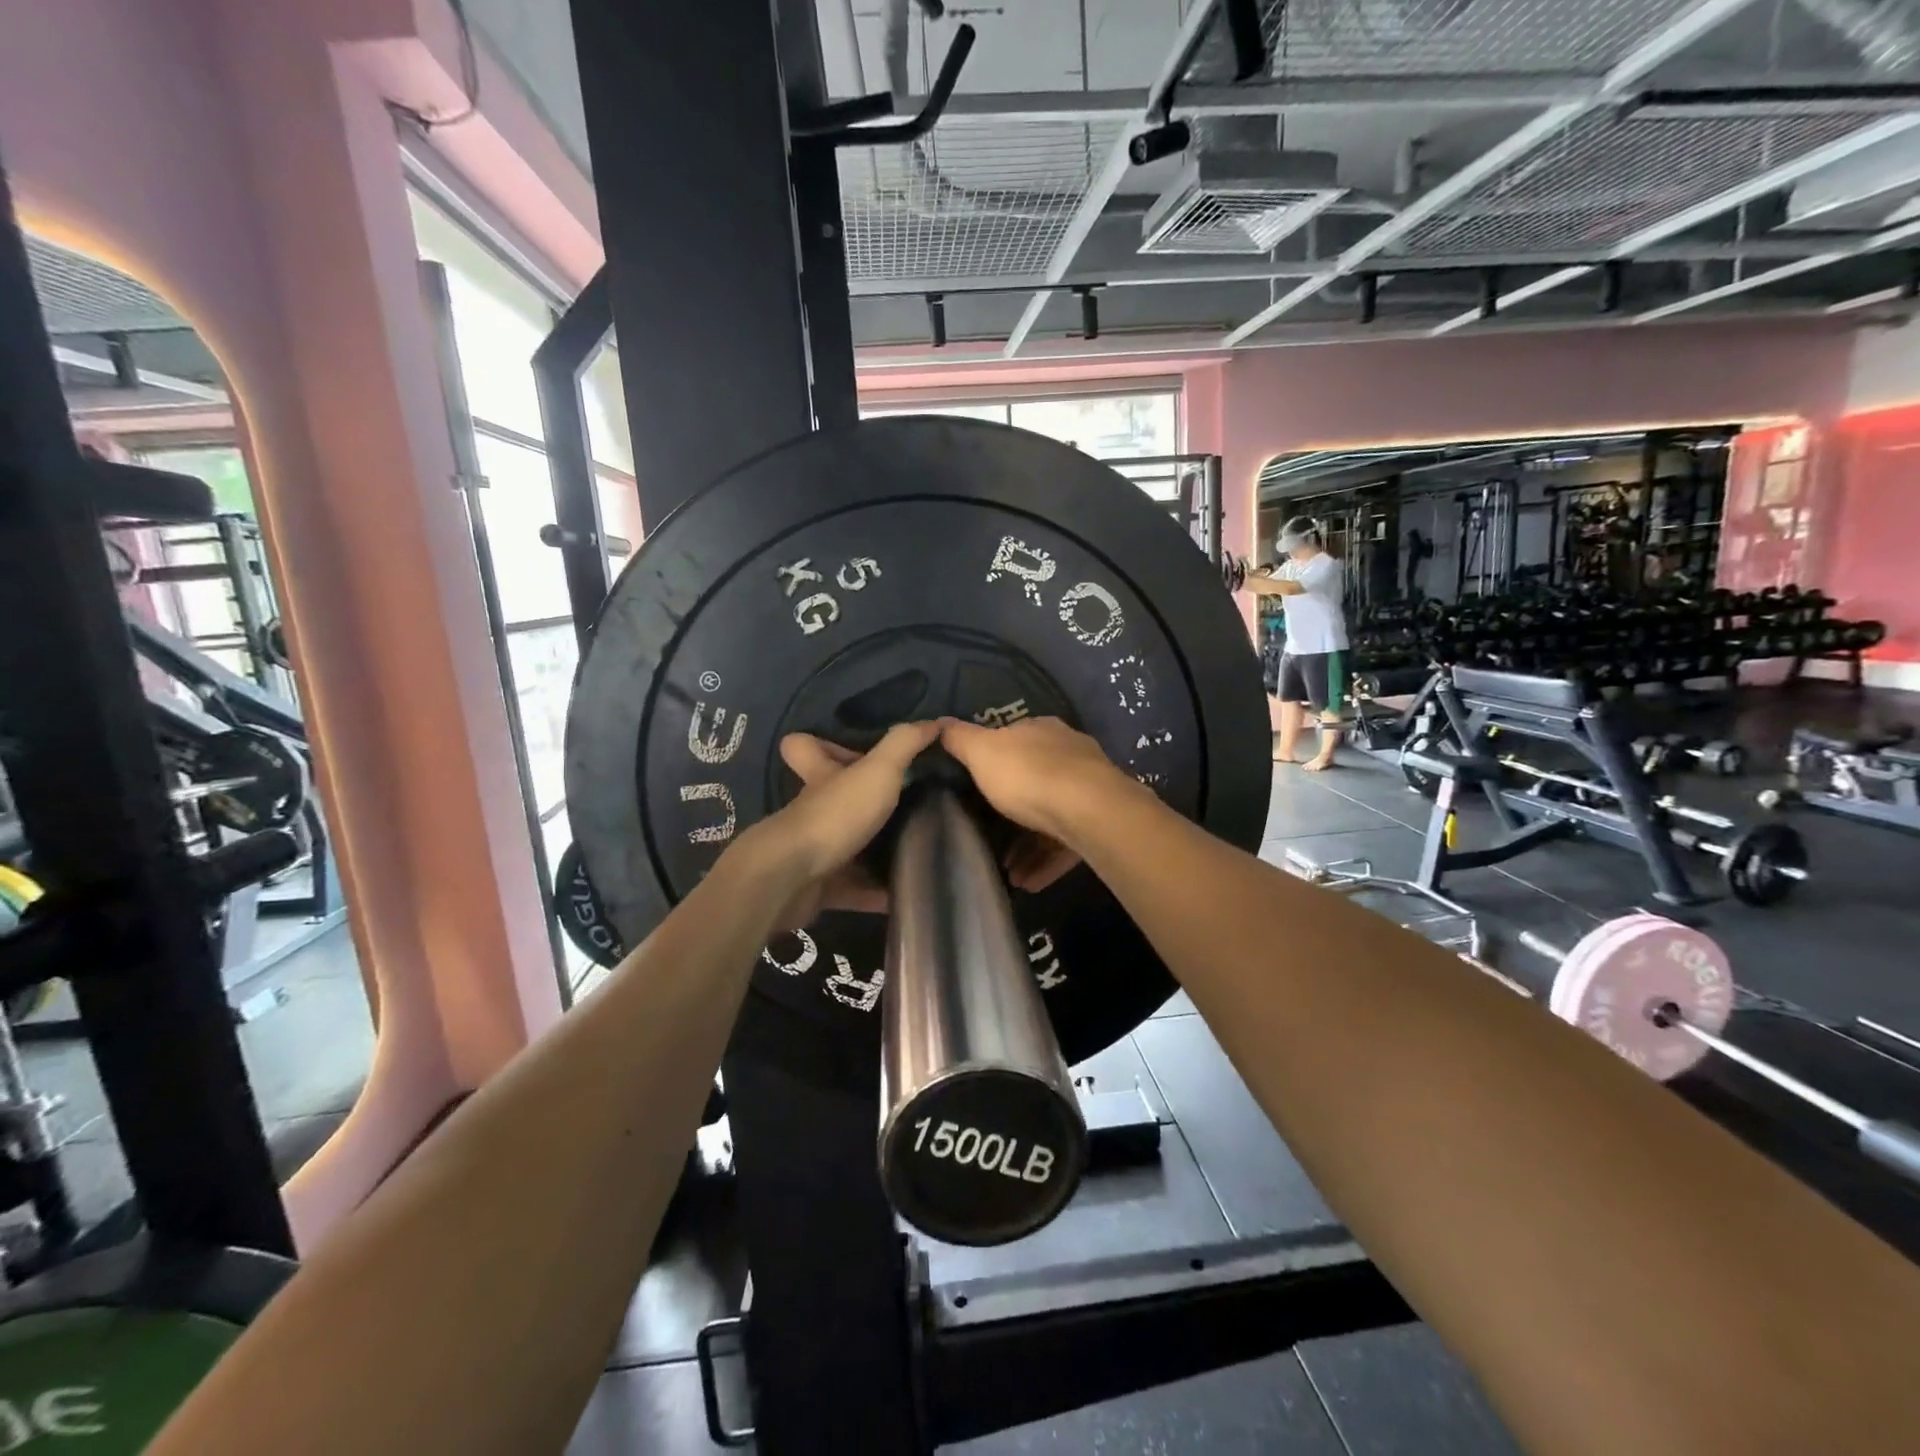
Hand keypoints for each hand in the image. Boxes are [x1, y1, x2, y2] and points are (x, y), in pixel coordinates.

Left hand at [752, 722, 940, 923]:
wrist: (792, 880)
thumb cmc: (835, 815)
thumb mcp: (878, 771)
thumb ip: (905, 744)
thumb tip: (936, 722)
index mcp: (821, 776)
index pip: (805, 747)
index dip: (825, 745)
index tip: (862, 753)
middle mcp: (814, 810)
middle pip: (834, 798)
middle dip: (866, 804)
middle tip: (909, 804)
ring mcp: (813, 850)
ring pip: (847, 844)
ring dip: (876, 849)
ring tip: (918, 847)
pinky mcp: (819, 887)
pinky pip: (855, 888)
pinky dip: (878, 893)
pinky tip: (908, 892)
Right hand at [940, 717, 1127, 857]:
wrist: (1090, 811)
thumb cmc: (1029, 775)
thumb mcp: (982, 751)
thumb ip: (960, 738)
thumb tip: (940, 723)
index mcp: (1041, 731)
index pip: (1014, 742)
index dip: (992, 766)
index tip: (974, 793)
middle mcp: (1068, 754)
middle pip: (1034, 782)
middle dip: (1010, 813)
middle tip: (989, 840)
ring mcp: (1088, 789)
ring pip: (1051, 818)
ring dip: (1028, 847)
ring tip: (1009, 873)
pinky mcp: (1101, 822)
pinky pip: (1067, 844)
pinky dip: (1047, 863)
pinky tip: (1029, 883)